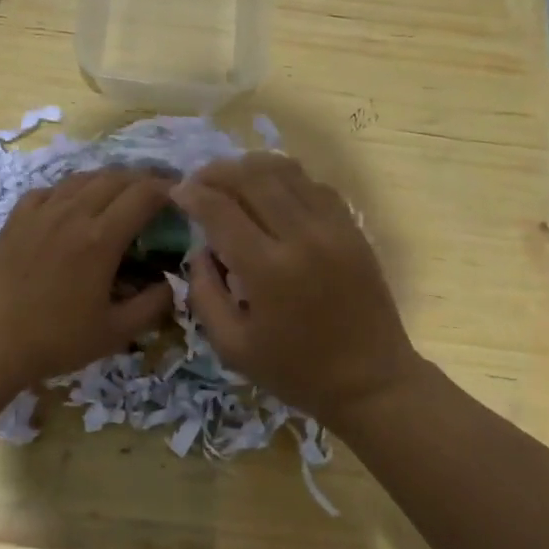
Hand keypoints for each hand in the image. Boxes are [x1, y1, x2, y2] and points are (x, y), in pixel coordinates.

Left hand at [0, 168, 176, 392]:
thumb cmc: (54, 339)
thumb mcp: (115, 332)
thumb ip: (153, 305)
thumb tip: (173, 282)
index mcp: (101, 238)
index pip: (144, 195)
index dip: (168, 189)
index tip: (182, 196)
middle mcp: (73, 213)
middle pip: (116, 178)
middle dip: (143, 179)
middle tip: (158, 193)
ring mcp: (41, 211)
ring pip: (83, 177)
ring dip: (109, 180)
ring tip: (120, 194)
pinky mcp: (17, 217)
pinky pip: (51, 189)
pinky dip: (72, 189)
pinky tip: (72, 204)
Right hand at [171, 154, 419, 424]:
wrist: (372, 381)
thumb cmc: (296, 371)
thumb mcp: (232, 347)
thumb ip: (204, 294)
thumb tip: (200, 250)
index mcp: (268, 270)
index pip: (220, 210)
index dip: (193, 194)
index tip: (176, 192)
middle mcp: (302, 237)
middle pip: (252, 177)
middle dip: (217, 172)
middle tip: (199, 181)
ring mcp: (333, 228)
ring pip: (286, 171)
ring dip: (251, 168)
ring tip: (231, 180)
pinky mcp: (353, 228)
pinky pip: (314, 185)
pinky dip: (286, 179)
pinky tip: (271, 193)